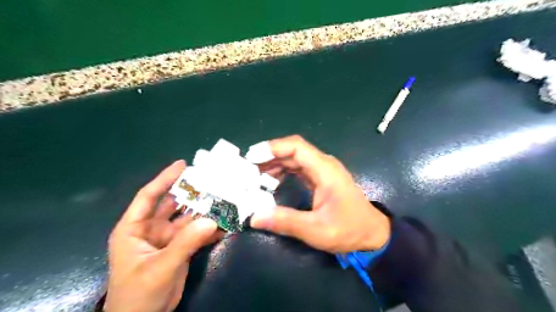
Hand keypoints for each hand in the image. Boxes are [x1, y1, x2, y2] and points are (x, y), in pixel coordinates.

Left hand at [104, 161, 220, 311]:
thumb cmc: (138, 295)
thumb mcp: (159, 268)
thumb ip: (185, 243)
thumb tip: (212, 219)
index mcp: (134, 228)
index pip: (149, 196)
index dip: (164, 179)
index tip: (183, 164)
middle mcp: (152, 229)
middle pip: (174, 205)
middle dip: (192, 193)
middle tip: (213, 180)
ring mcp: (168, 239)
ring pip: (189, 219)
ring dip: (205, 211)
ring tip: (225, 200)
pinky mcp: (181, 248)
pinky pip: (197, 234)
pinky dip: (210, 229)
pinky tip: (226, 224)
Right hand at [250, 135, 387, 253]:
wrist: (372, 234)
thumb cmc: (349, 230)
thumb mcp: (316, 229)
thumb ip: (286, 221)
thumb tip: (254, 217)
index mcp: (324, 169)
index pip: (296, 146)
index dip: (272, 148)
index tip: (252, 157)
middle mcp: (323, 165)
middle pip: (292, 151)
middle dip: (269, 157)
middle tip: (247, 169)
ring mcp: (323, 171)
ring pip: (294, 159)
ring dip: (274, 164)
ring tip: (255, 176)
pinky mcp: (321, 179)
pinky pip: (298, 169)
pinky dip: (283, 172)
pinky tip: (272, 181)